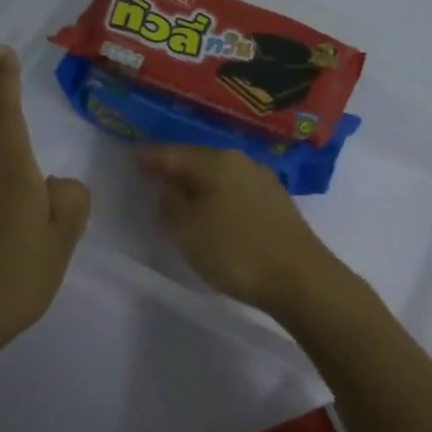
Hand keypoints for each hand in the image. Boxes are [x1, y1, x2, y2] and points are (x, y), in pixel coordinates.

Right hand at [136, 145, 351, 319]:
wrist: (300, 277)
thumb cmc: (236, 250)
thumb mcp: (187, 229)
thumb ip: (170, 204)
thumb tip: (168, 191)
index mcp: (216, 161)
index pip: (173, 153)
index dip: (149, 157)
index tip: (131, 158)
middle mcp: (241, 162)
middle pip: (198, 161)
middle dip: (174, 168)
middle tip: (151, 176)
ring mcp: (263, 181)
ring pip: (219, 176)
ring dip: (197, 184)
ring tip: (178, 196)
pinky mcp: (276, 203)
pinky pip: (235, 192)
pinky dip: (217, 197)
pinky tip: (211, 211)